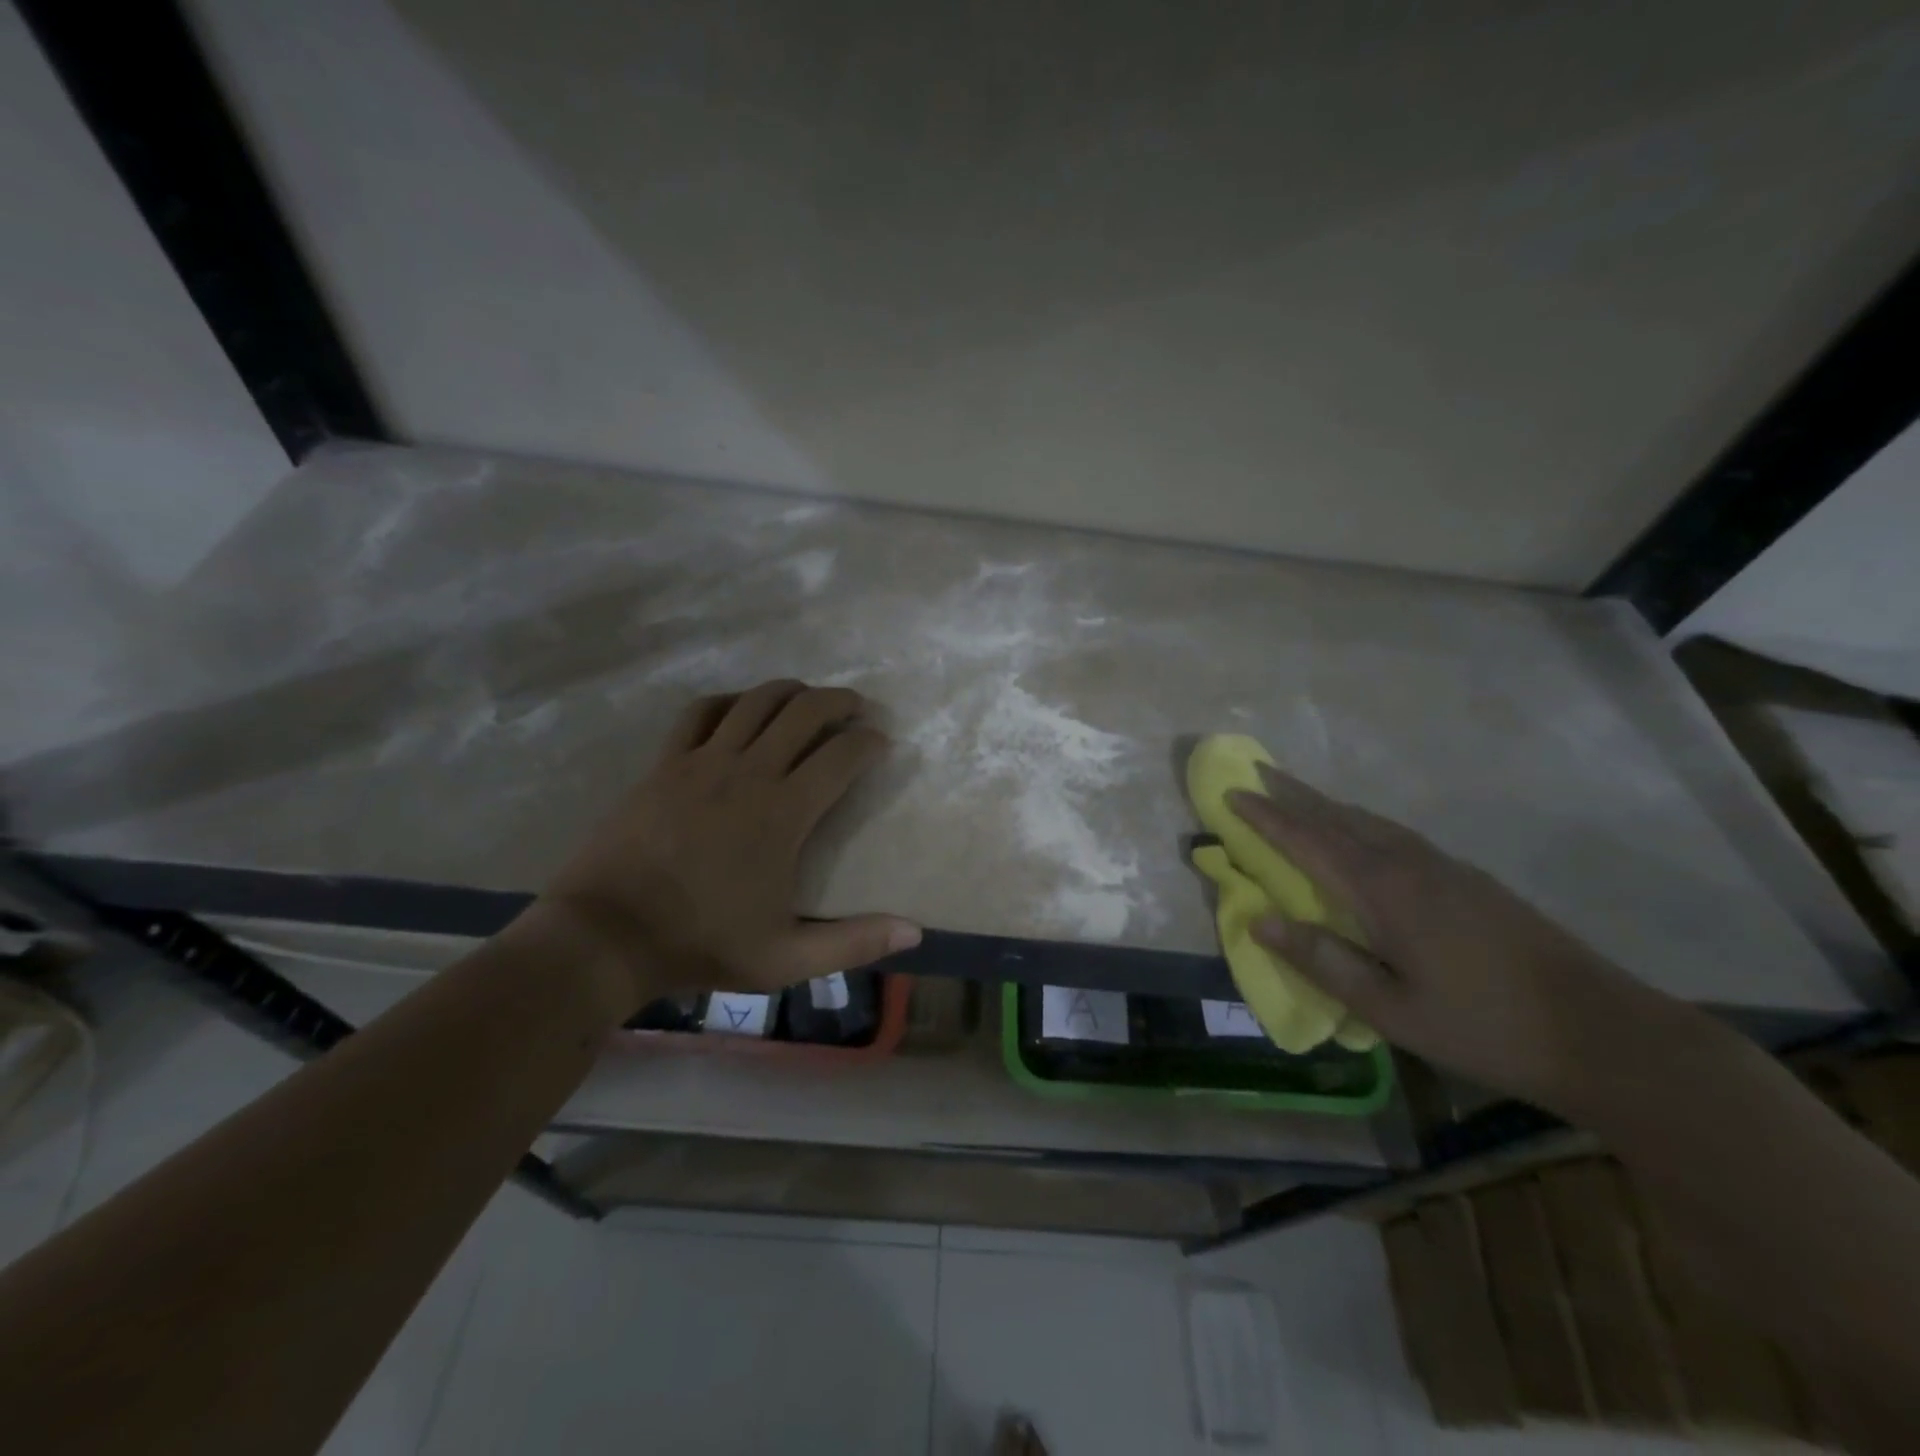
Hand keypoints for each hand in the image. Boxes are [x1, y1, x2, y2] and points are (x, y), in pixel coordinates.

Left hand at [529, 680, 920, 1012]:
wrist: (606, 936)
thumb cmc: (701, 944)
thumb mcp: (786, 959)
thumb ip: (853, 943)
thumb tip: (915, 934)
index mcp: (783, 813)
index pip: (841, 755)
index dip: (870, 742)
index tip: (882, 743)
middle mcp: (748, 773)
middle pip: (804, 711)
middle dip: (839, 701)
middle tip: (857, 708)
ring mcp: (702, 762)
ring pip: (756, 701)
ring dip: (791, 691)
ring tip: (808, 698)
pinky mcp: (665, 764)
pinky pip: (701, 712)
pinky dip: (730, 701)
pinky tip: (740, 709)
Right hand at [1229, 764, 1687, 1113]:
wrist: (1602, 1033)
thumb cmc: (1483, 1027)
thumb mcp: (1390, 1009)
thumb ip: (1322, 960)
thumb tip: (1259, 919)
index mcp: (1383, 892)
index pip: (1308, 842)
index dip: (1266, 818)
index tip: (1231, 793)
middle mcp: (1409, 865)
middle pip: (1338, 818)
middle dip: (1293, 794)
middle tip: (1258, 770)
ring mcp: (1445, 868)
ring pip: (1370, 822)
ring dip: (1327, 805)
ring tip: (1298, 795)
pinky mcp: (1469, 880)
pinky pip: (1396, 835)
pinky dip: (1361, 822)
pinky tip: (1362, 833)